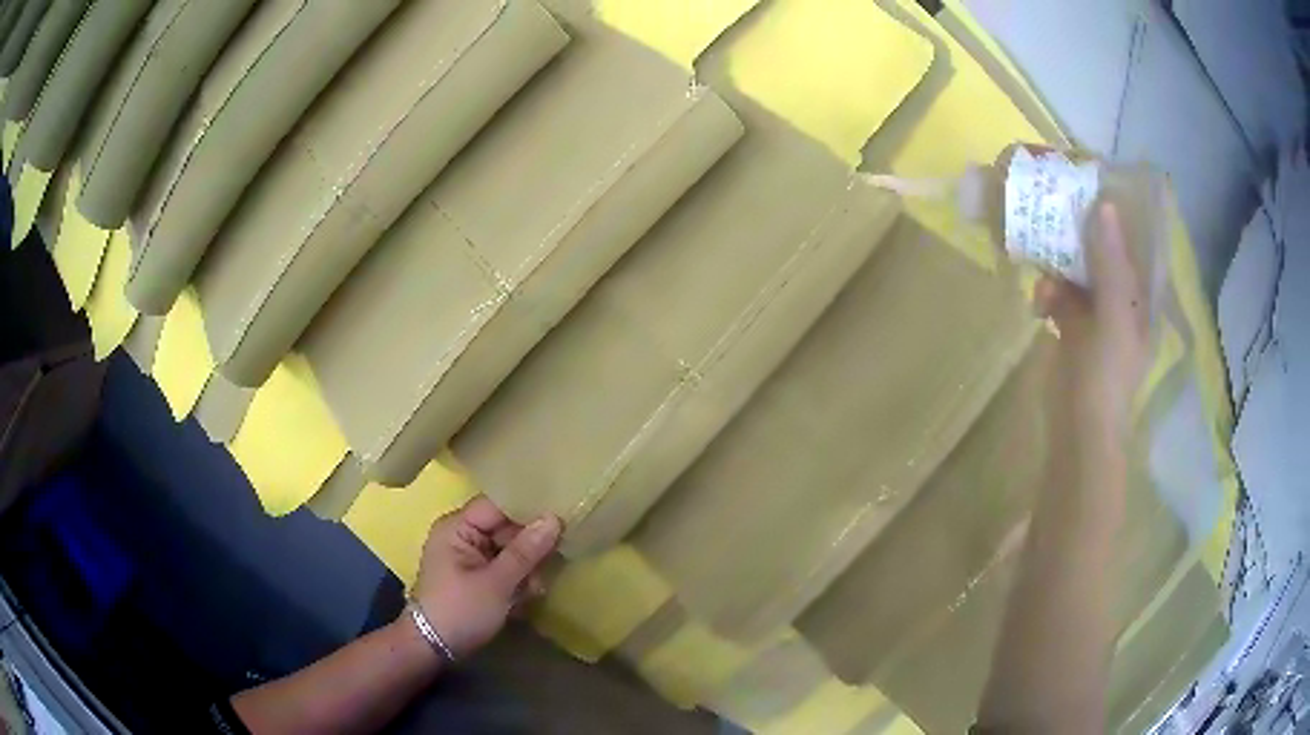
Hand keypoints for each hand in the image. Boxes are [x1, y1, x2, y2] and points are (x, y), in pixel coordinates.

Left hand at [410, 496, 561, 658]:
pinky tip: (525, 597)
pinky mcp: (476, 576)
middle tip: (550, 565)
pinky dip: (517, 580)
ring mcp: (469, 557)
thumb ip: (526, 551)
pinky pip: (504, 567)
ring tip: (534, 590)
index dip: (528, 510)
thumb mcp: (496, 583)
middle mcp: (462, 535)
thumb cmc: (460, 610)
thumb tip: (554, 518)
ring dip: (526, 568)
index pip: (498, 505)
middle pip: (506, 528)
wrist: (433, 648)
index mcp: (458, 527)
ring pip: (509, 550)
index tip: (562, 518)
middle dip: (529, 548)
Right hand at [1034, 202, 1148, 442]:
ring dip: (1059, 264)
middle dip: (1081, 231)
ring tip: (1043, 267)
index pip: (1134, 243)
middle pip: (1103, 250)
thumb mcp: (1115, 317)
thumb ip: (1112, 264)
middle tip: (1055, 203)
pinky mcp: (1073, 328)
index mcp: (1142, 296)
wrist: (1077, 430)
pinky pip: (1060, 295)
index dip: (1118, 213)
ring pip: (1079, 269)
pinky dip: (1048, 293)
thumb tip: (1105, 205)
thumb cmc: (1106, 376)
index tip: (1092, 184)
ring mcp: (1097, 314)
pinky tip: (1038, 301)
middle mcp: (1123, 299)